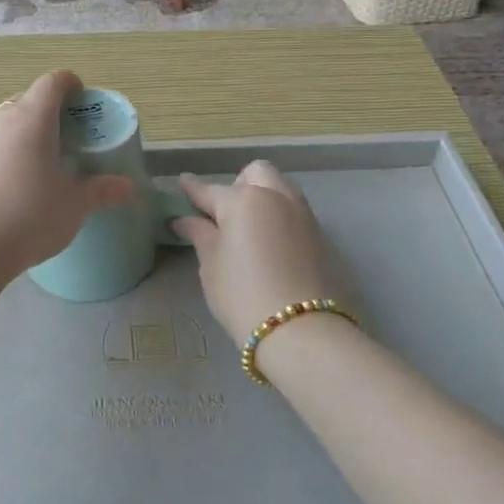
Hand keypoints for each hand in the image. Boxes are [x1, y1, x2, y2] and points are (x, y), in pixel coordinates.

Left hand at [0, 71, 134, 283]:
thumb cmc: (28, 216)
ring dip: (21, 138)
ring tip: (37, 169)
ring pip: (2, 128)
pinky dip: (0, 161)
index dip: (69, 84)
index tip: (81, 97)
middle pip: (25, 102)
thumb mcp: (74, 206)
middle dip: (46, 114)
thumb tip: (127, 188)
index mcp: (32, 120)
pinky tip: (7, 193)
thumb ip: (101, 191)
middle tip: (65, 139)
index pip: (51, 83)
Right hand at [173, 161, 338, 349]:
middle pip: (256, 173)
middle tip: (226, 213)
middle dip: (239, 184)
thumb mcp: (211, 265)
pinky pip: (295, 210)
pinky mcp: (320, 235)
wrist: (302, 330)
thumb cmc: (243, 295)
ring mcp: (302, 214)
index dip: (192, 188)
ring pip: (281, 187)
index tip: (182, 183)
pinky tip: (271, 242)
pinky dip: (280, 216)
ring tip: (250, 226)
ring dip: (264, 196)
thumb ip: (200, 235)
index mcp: (243, 200)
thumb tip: (184, 220)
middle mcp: (276, 197)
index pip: (210, 190)